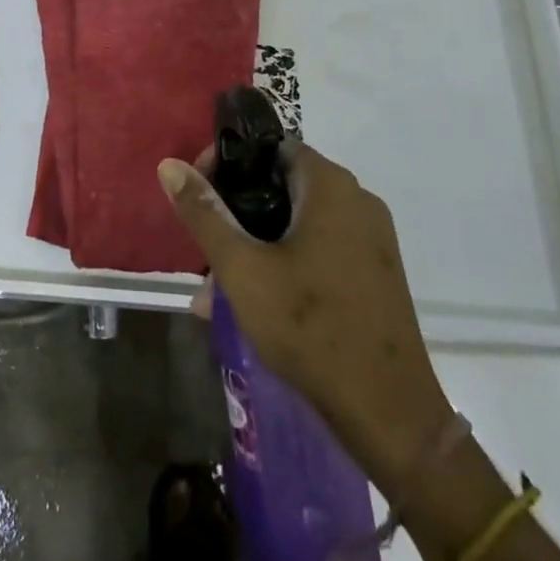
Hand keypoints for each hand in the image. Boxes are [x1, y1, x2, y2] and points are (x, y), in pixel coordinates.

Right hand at [158, 144, 451, 493]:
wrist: (389, 413)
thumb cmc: (309, 327)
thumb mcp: (243, 268)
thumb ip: (204, 213)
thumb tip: (170, 165)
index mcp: (330, 186)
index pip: (270, 147)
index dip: (228, 164)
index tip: (199, 195)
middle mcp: (357, 200)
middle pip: (282, 186)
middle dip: (237, 213)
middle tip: (204, 248)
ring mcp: (372, 239)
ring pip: (298, 223)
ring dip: (256, 245)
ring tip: (216, 290)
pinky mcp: (376, 273)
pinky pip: (320, 249)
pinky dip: (285, 262)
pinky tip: (255, 304)